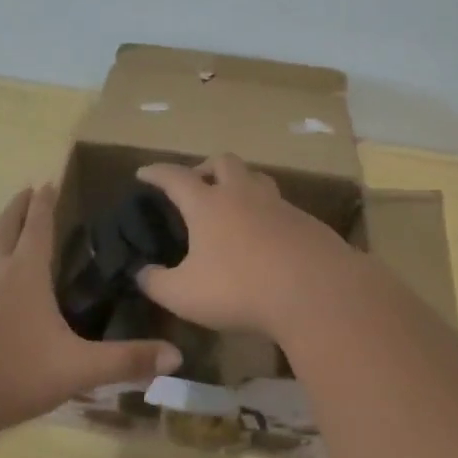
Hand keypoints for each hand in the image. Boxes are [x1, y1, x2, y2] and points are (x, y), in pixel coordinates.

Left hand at [0, 184, 180, 440]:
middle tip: (24, 191)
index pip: (37, 225)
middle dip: (16, 208)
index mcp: (24, 272)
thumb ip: (126, 361)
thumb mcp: (77, 369)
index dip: (44, 203)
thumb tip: (177, 356)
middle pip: (3, 227)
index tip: (46, 181)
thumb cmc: (11, 375)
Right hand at [134, 154, 353, 333]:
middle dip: (206, 167)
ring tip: (233, 205)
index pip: (175, 177)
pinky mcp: (307, 222)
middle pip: (223, 162)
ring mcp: (279, 205)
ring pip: (257, 179)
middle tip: (197, 184)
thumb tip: (141, 273)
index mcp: (208, 204)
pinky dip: (267, 214)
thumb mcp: (183, 295)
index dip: (156, 173)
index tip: (144, 173)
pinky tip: (267, 238)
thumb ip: (156, 283)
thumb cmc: (240, 289)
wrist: (316, 292)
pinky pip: (281, 207)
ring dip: (241, 184)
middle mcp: (243, 195)